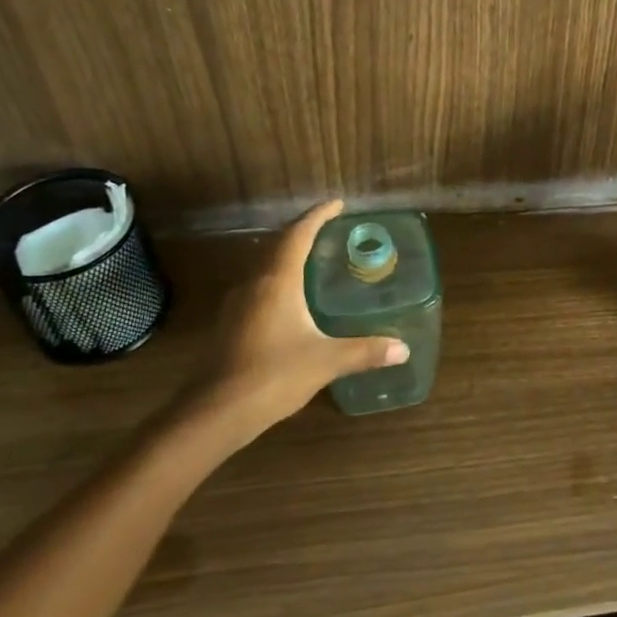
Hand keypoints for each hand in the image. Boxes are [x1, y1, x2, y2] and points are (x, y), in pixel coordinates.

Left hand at [165, 200, 408, 455]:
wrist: (214, 412)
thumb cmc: (273, 375)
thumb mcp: (326, 361)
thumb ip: (365, 351)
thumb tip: (402, 349)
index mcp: (277, 281)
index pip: (298, 234)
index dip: (318, 215)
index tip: (338, 204)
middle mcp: (254, 283)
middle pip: (277, 243)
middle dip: (302, 231)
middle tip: (329, 229)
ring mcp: (236, 303)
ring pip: (263, 264)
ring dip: (286, 254)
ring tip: (313, 258)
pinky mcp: (228, 323)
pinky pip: (256, 285)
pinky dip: (276, 278)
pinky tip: (289, 297)